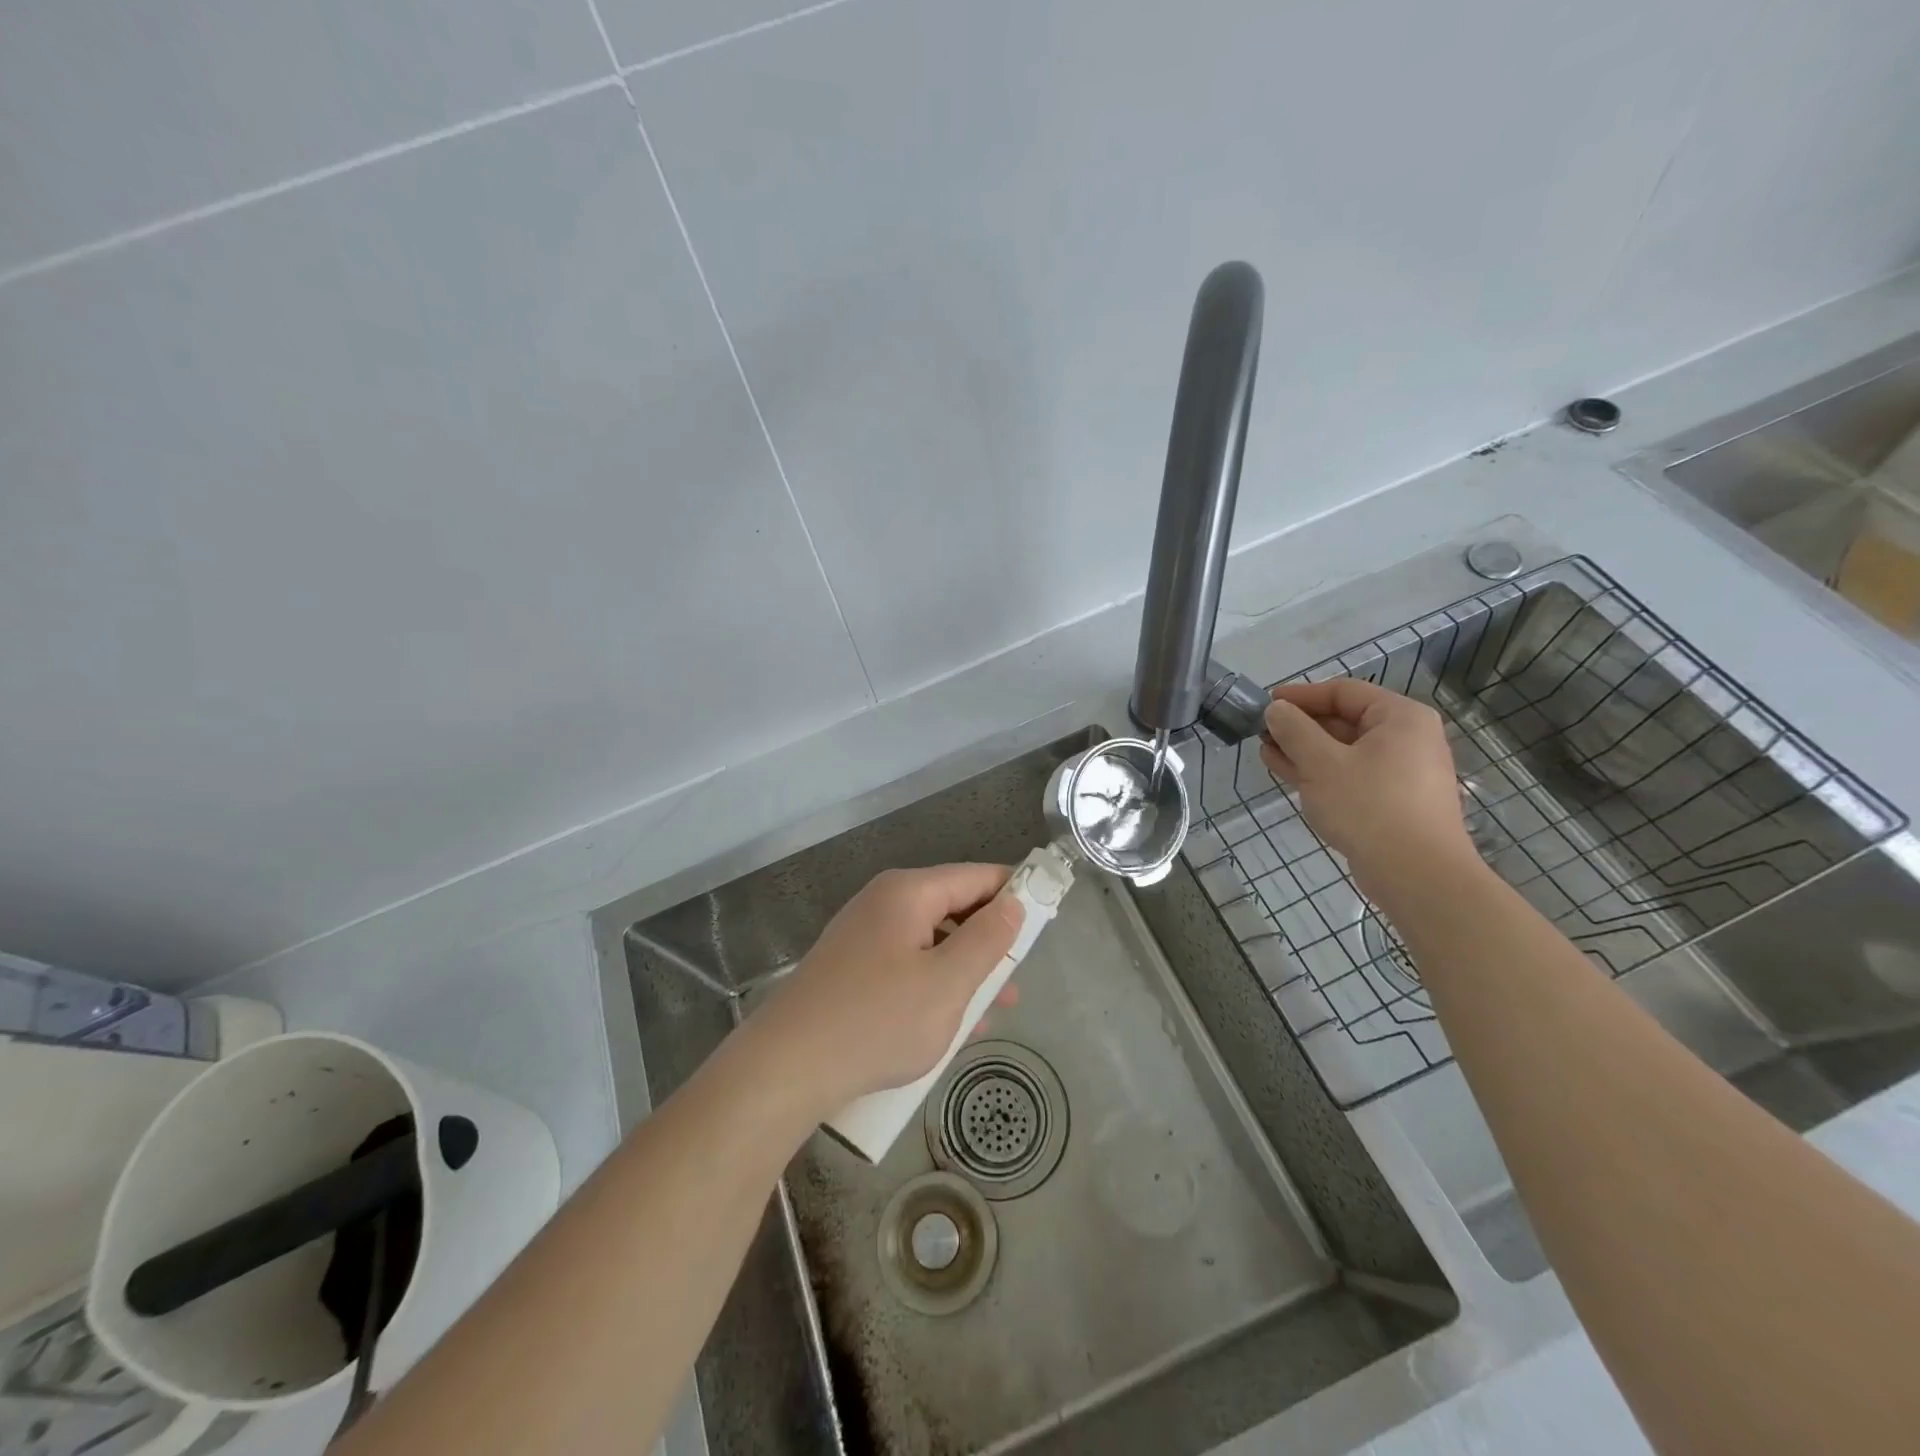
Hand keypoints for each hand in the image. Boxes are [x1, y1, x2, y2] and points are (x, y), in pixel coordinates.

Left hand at [747, 864, 1025, 1115]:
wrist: (785, 1068)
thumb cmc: (876, 1020)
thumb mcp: (946, 983)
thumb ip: (987, 940)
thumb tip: (1013, 904)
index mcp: (908, 893)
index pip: (976, 876)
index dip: (1015, 893)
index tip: (1046, 921)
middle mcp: (884, 904)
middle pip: (953, 908)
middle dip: (988, 942)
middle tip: (1017, 979)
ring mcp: (863, 937)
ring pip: (931, 943)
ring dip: (964, 972)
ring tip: (993, 1010)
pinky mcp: (851, 970)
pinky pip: (906, 966)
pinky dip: (933, 987)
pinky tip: (950, 1025)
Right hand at [1260, 679, 1475, 897]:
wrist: (1416, 875)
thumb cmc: (1369, 806)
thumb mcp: (1321, 762)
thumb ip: (1294, 730)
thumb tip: (1276, 709)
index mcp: (1400, 717)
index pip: (1344, 692)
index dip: (1301, 695)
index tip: (1266, 704)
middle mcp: (1407, 739)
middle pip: (1344, 720)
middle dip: (1300, 726)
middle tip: (1262, 732)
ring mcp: (1401, 772)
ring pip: (1344, 751)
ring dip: (1304, 750)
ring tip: (1266, 752)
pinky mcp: (1392, 801)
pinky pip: (1350, 775)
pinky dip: (1320, 772)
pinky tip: (1288, 774)